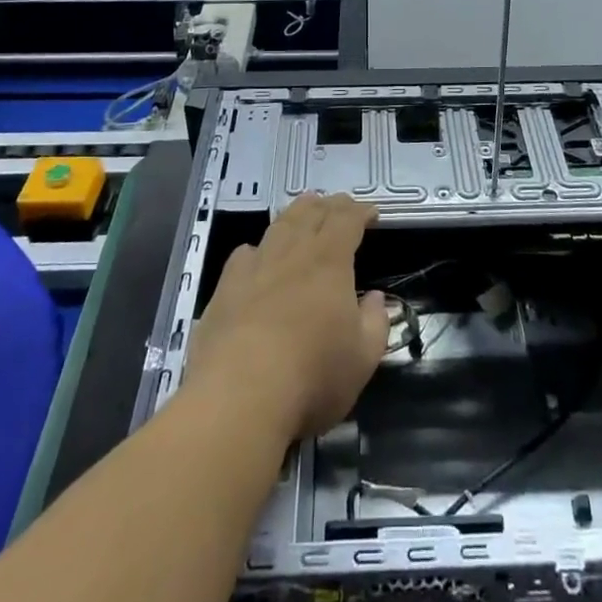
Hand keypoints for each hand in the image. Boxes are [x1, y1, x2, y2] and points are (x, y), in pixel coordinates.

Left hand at [185, 194, 386, 443]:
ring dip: (296, 214)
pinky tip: (257, 255)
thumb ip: (375, 324)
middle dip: (330, 205)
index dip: (361, 211)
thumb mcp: (362, 358)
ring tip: (304, 210)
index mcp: (330, 261)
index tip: (371, 213)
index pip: (347, 220)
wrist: (238, 396)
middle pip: (312, 213)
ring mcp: (255, 266)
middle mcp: (293, 252)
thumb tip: (376, 299)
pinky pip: (245, 254)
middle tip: (340, 205)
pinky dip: (258, 247)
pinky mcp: (226, 288)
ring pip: (279, 226)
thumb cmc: (312, 376)